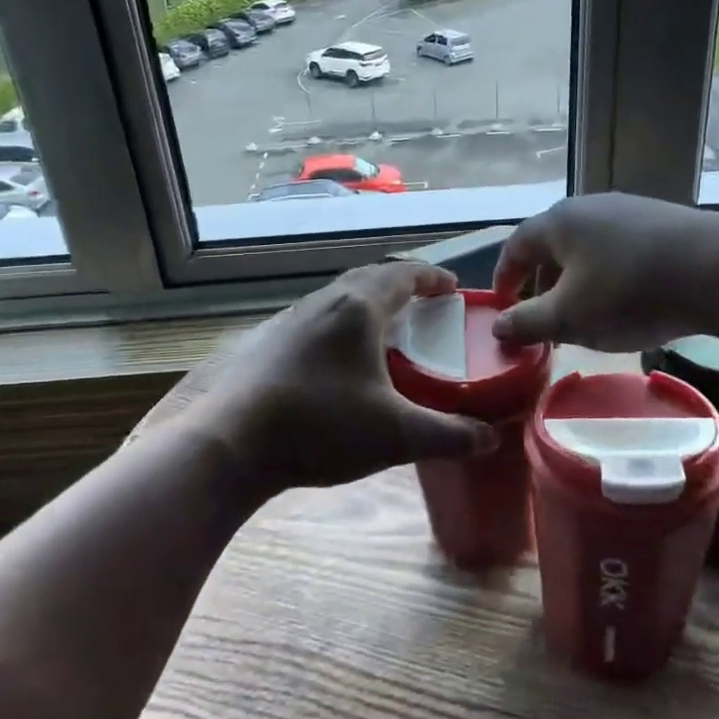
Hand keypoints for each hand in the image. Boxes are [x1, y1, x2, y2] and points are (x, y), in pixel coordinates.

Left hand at [185, 262, 496, 497]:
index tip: (453, 287)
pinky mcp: (267, 342)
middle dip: (401, 286)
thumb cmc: (319, 427)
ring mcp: (289, 319)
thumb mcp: (395, 435)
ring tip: (385, 331)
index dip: (432, 277)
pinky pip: (316, 319)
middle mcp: (323, 302)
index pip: (403, 275)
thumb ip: (448, 435)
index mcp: (358, 308)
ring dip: (367, 305)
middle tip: (424, 306)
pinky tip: (339, 362)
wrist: (229, 443)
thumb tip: (489, 438)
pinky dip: (340, 326)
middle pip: (369, 279)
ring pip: (339, 298)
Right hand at [492, 193, 718, 351]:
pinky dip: (608, 276)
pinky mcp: (661, 222)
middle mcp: (589, 207)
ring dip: (576, 282)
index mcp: (558, 222)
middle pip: (552, 246)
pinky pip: (619, 250)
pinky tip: (626, 301)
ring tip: (585, 315)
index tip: (502, 307)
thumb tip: (499, 327)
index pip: (516, 246)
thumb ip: (528, 323)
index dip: (504, 278)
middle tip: (544, 320)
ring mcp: (629, 211)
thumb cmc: (629, 293)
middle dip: (542, 284)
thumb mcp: (570, 317)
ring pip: (587, 249)